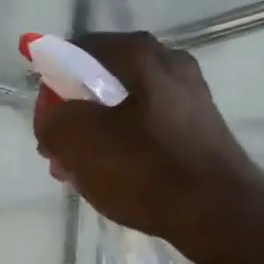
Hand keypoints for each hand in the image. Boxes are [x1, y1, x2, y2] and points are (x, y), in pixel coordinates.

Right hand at [34, 31, 263, 245]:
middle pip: (103, 81)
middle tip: (57, 150)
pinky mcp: (199, 130)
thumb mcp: (79, 142)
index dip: (52, 81)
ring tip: (79, 172)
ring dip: (96, 135)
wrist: (219, 213)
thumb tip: (53, 118)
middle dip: (74, 114)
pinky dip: (124, 147)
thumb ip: (52, 120)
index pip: (78, 50)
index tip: (44, 119)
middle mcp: (169, 64)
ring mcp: (189, 97)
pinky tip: (113, 178)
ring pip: (125, 109)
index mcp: (140, 54)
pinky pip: (147, 129)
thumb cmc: (146, 169)